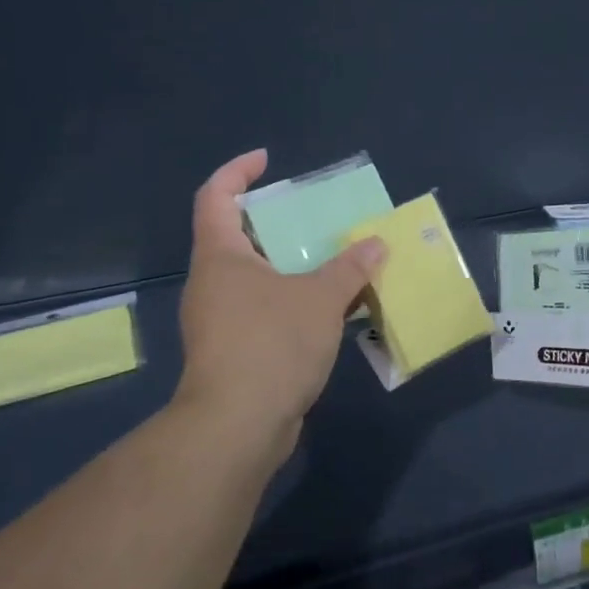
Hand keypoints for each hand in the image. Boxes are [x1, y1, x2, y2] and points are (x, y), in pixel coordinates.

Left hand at [176, 150, 385, 466]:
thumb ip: (350, 268)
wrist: (236, 428)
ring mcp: (218, 320)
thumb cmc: (271, 344)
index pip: (215, 196)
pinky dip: (291, 300)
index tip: (268, 160)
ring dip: (289, 266)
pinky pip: (262, 310)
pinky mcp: (231, 352)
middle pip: (236, 236)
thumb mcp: (321, 299)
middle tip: (313, 216)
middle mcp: (212, 282)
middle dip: (274, 222)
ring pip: (254, 277)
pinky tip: (327, 310)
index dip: (238, 171)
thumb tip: (376, 243)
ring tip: (331, 261)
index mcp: (220, 256)